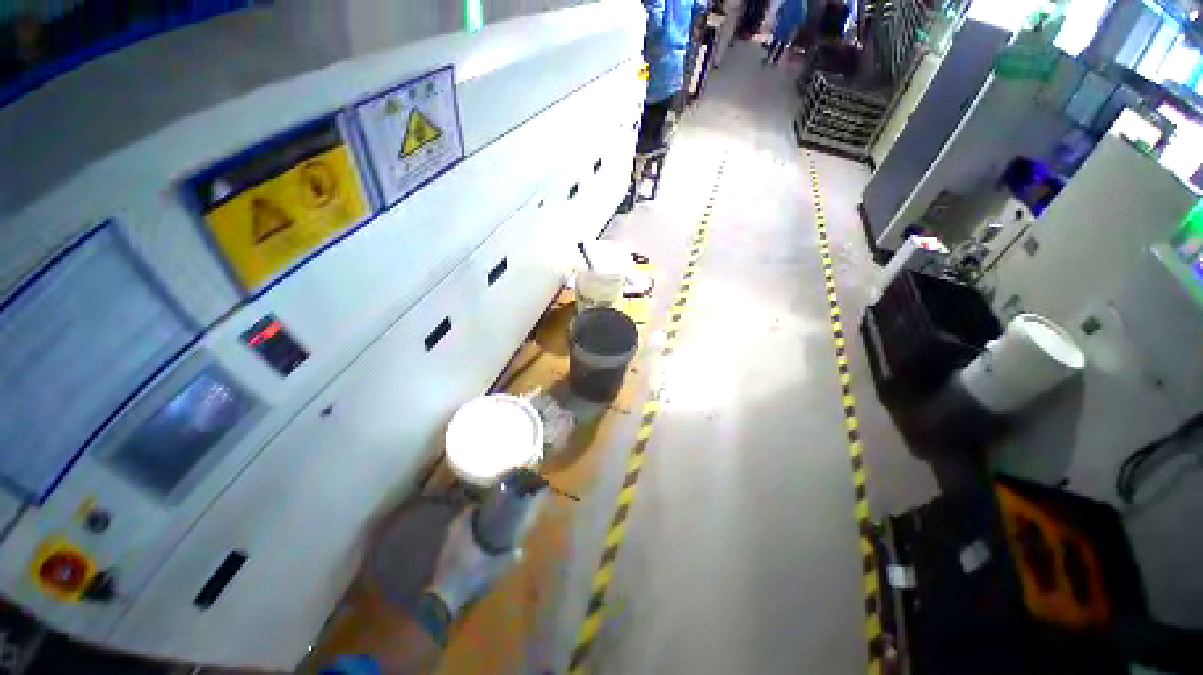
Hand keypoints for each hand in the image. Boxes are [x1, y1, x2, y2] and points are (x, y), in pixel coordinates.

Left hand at [425, 510, 522, 616]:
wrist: (443, 600)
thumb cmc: (467, 577)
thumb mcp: (491, 568)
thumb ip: (507, 559)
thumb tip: (522, 551)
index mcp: (461, 530)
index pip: (469, 510)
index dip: (479, 505)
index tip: (491, 503)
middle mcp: (452, 534)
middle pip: (463, 519)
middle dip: (475, 516)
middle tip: (489, 515)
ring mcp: (446, 546)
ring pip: (457, 530)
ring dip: (468, 528)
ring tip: (483, 528)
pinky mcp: (443, 558)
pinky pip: (454, 541)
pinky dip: (463, 539)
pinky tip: (473, 545)